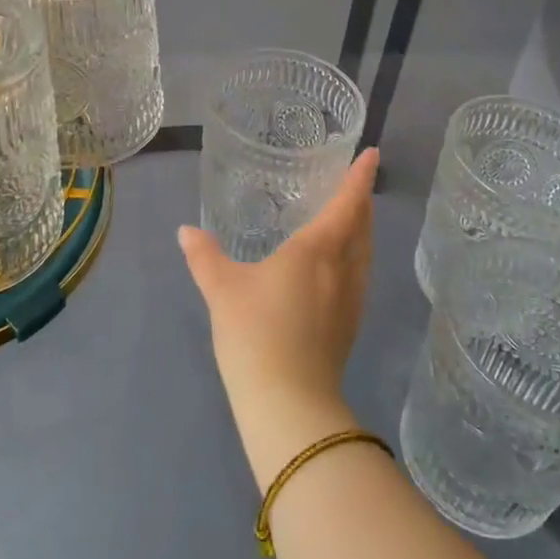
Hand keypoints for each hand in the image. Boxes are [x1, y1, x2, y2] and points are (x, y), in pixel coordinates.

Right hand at [180, 150, 379, 479]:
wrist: (289, 404)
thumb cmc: (256, 333)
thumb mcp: (222, 289)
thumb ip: (204, 256)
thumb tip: (186, 231)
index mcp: (317, 250)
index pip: (346, 203)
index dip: (360, 177)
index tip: (373, 154)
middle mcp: (342, 269)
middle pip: (362, 226)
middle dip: (361, 201)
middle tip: (355, 183)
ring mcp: (351, 300)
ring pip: (364, 253)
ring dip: (362, 230)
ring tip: (350, 219)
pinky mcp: (350, 326)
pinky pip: (360, 276)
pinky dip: (356, 257)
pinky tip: (338, 268)